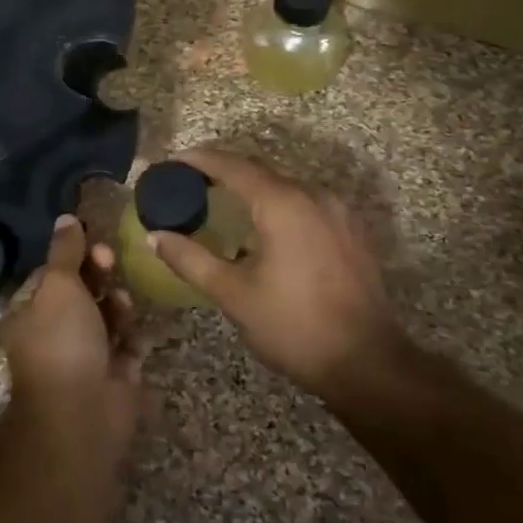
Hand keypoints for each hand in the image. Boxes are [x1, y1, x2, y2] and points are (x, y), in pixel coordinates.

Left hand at [0, 215, 142, 468]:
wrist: (82, 413)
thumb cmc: (62, 340)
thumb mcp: (58, 285)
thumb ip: (65, 251)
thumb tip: (65, 217)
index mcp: (29, 312)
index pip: (51, 273)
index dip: (73, 256)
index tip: (94, 243)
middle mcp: (54, 332)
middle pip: (83, 291)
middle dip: (100, 276)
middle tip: (111, 264)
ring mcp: (85, 353)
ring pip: (108, 315)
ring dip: (119, 304)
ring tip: (124, 306)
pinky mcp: (114, 372)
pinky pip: (127, 343)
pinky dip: (133, 336)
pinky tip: (136, 335)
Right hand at [148, 149, 403, 400]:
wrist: (368, 363)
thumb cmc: (293, 326)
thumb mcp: (233, 294)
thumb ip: (190, 259)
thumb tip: (155, 236)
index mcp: (283, 204)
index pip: (234, 166)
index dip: (200, 160)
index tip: (173, 162)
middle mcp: (313, 196)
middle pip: (260, 171)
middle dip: (223, 173)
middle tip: (190, 184)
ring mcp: (338, 212)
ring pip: (285, 187)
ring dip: (252, 190)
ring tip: (221, 205)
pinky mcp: (351, 232)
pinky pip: (305, 204)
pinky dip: (277, 205)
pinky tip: (263, 229)